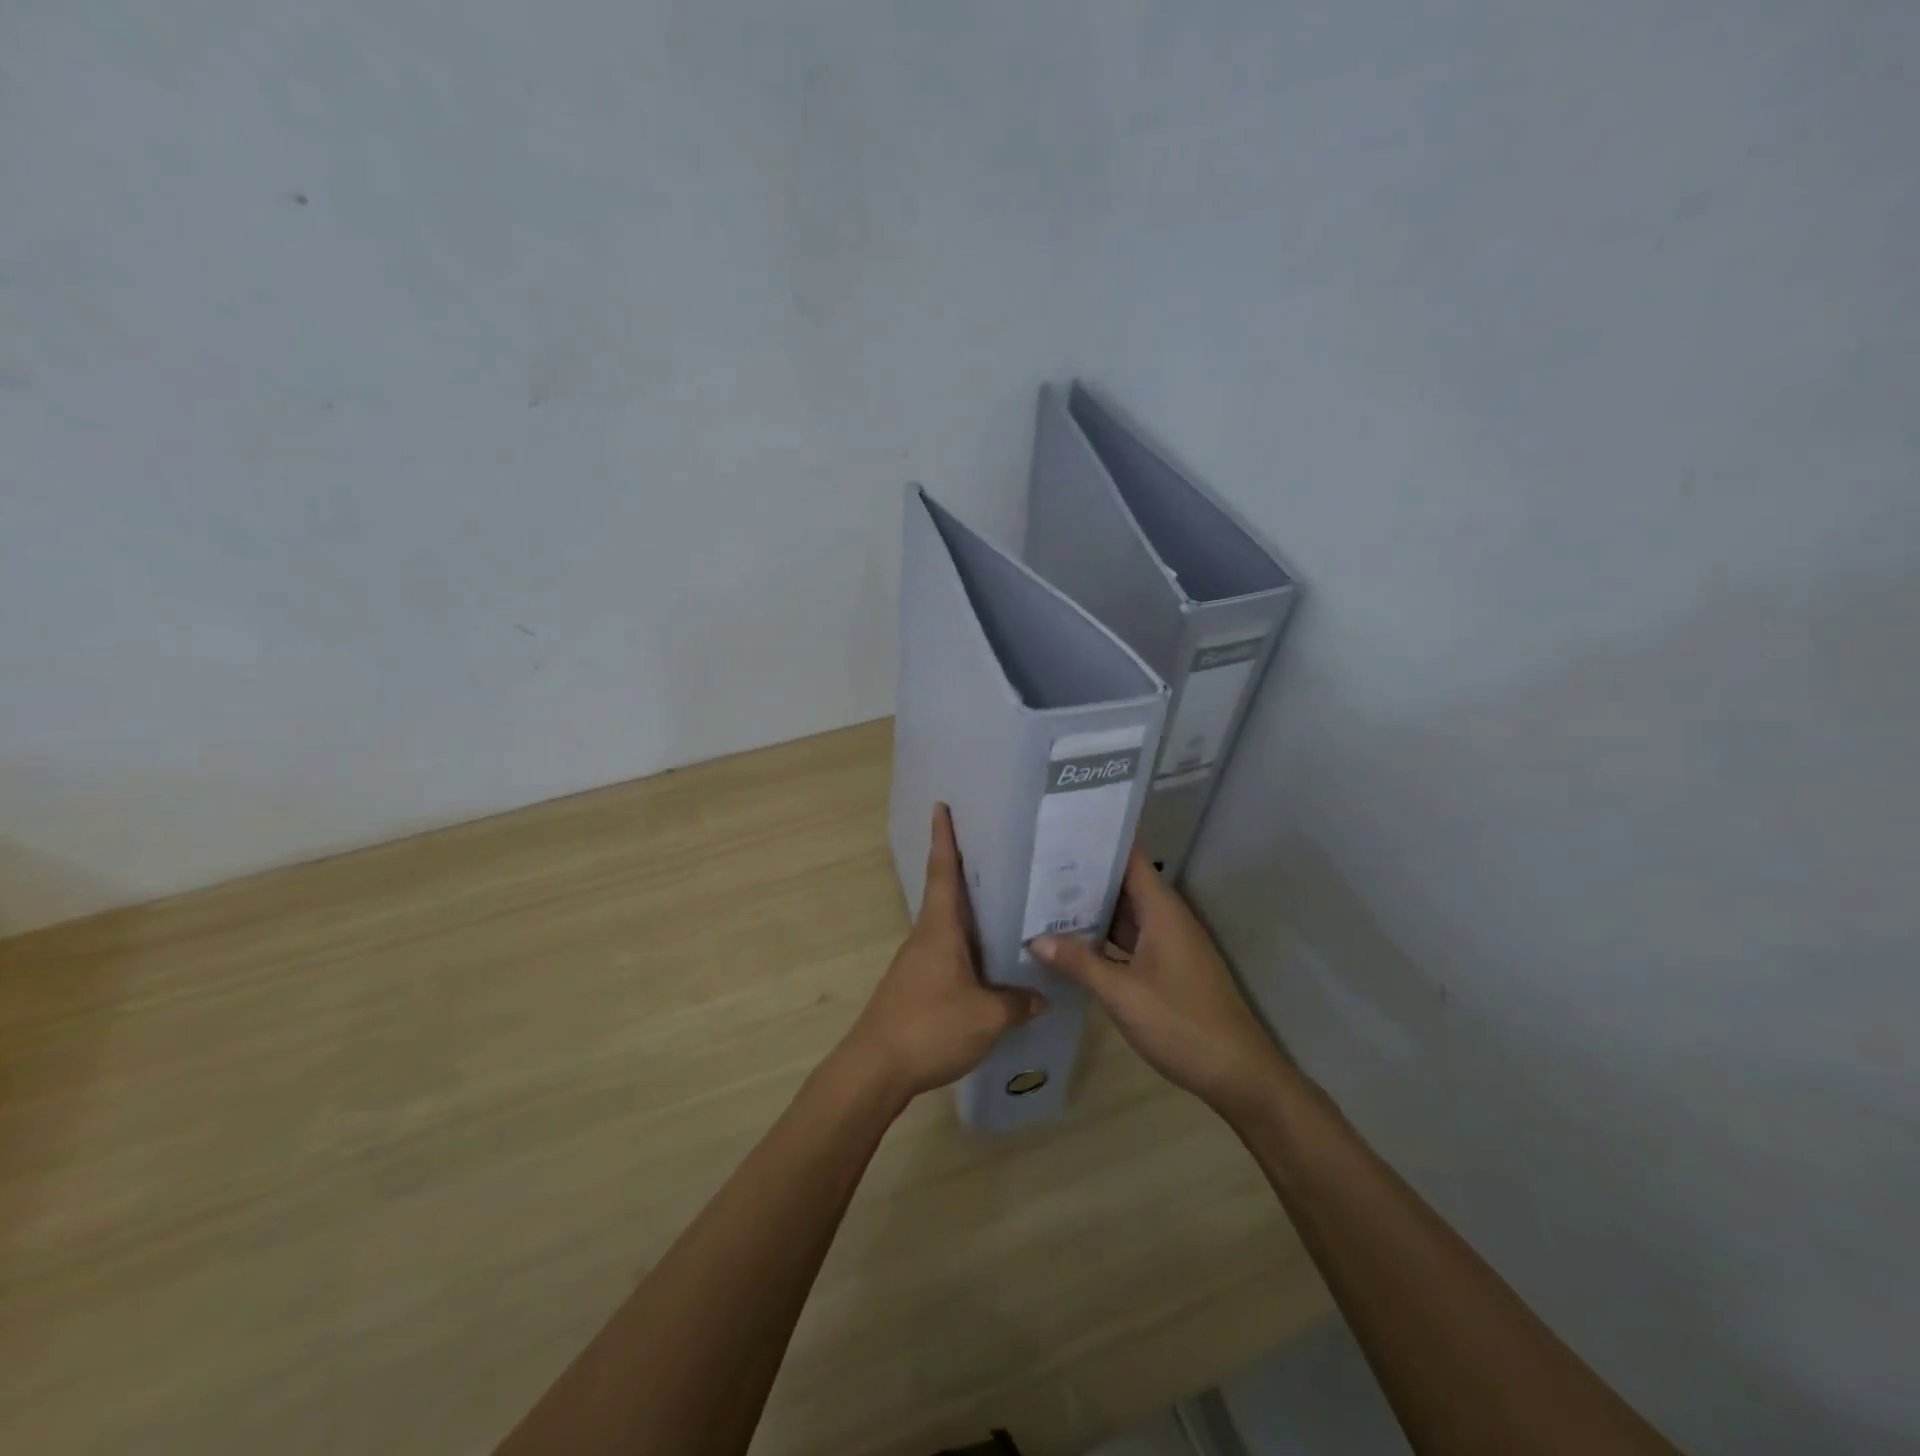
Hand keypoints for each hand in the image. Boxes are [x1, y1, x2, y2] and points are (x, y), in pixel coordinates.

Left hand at [838, 804, 1044, 1102]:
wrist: (875, 1069)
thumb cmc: (930, 1027)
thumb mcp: (986, 1017)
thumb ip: (1016, 1003)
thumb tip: (1041, 997)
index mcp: (939, 929)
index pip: (943, 872)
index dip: (944, 838)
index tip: (941, 807)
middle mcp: (925, 937)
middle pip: (947, 895)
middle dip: (966, 872)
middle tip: (999, 854)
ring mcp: (917, 963)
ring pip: (949, 927)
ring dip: (971, 915)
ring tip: (1007, 908)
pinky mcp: (917, 987)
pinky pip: (948, 954)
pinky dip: (969, 948)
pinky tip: (990, 963)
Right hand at [1032, 850, 1286, 1114]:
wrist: (1236, 1074)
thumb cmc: (1181, 1023)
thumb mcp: (1123, 993)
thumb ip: (1080, 963)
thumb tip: (1036, 939)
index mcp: (1162, 911)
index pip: (1131, 858)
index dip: (1101, 840)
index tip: (1063, 829)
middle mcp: (1167, 919)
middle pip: (1124, 884)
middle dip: (1086, 874)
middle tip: (1039, 864)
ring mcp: (1168, 944)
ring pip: (1126, 914)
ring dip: (1092, 908)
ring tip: (1046, 897)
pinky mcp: (1167, 968)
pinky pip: (1130, 939)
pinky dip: (1104, 937)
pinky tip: (1073, 942)